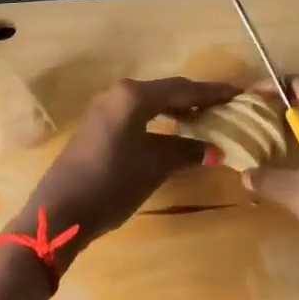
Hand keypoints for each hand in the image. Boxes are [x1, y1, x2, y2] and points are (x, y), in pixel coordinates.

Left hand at [14, 77, 236, 263]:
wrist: (60, 211)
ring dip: (177, 109)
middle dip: (196, 98)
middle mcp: (118, 94)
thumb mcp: (155, 167)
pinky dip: (159, 119)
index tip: (237, 92)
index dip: (212, 92)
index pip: (182, 88)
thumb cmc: (112, 183)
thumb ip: (186, 152)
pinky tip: (173, 131)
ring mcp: (105, 109)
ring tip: (203, 119)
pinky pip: (137, 114)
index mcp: (134, 96)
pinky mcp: (98, 126)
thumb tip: (215, 150)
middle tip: (224, 105)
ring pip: (150, 102)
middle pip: (166, 91)